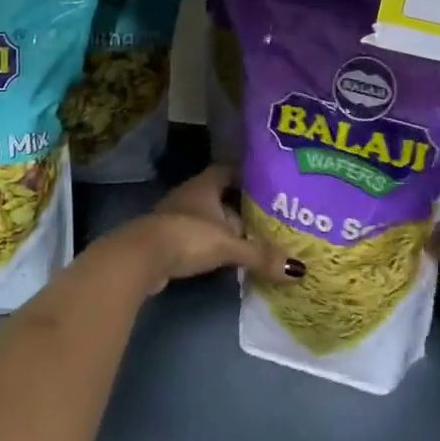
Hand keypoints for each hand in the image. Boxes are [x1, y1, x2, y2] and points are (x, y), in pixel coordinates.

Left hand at [120, 166, 293, 295]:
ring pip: (209, 220)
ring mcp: (176, 219)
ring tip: (254, 242)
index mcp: (204, 185)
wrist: (140, 258)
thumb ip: (261, 255)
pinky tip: (228, 260)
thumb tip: (299, 270)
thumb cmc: (187, 237)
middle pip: (221, 197)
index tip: (268, 185)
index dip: (247, 175)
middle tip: (269, 219)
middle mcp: (190, 196)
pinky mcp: (168, 242)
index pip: (229, 170)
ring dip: (227, 230)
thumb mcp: (228, 245)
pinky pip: (198, 239)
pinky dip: (212, 247)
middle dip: (242, 208)